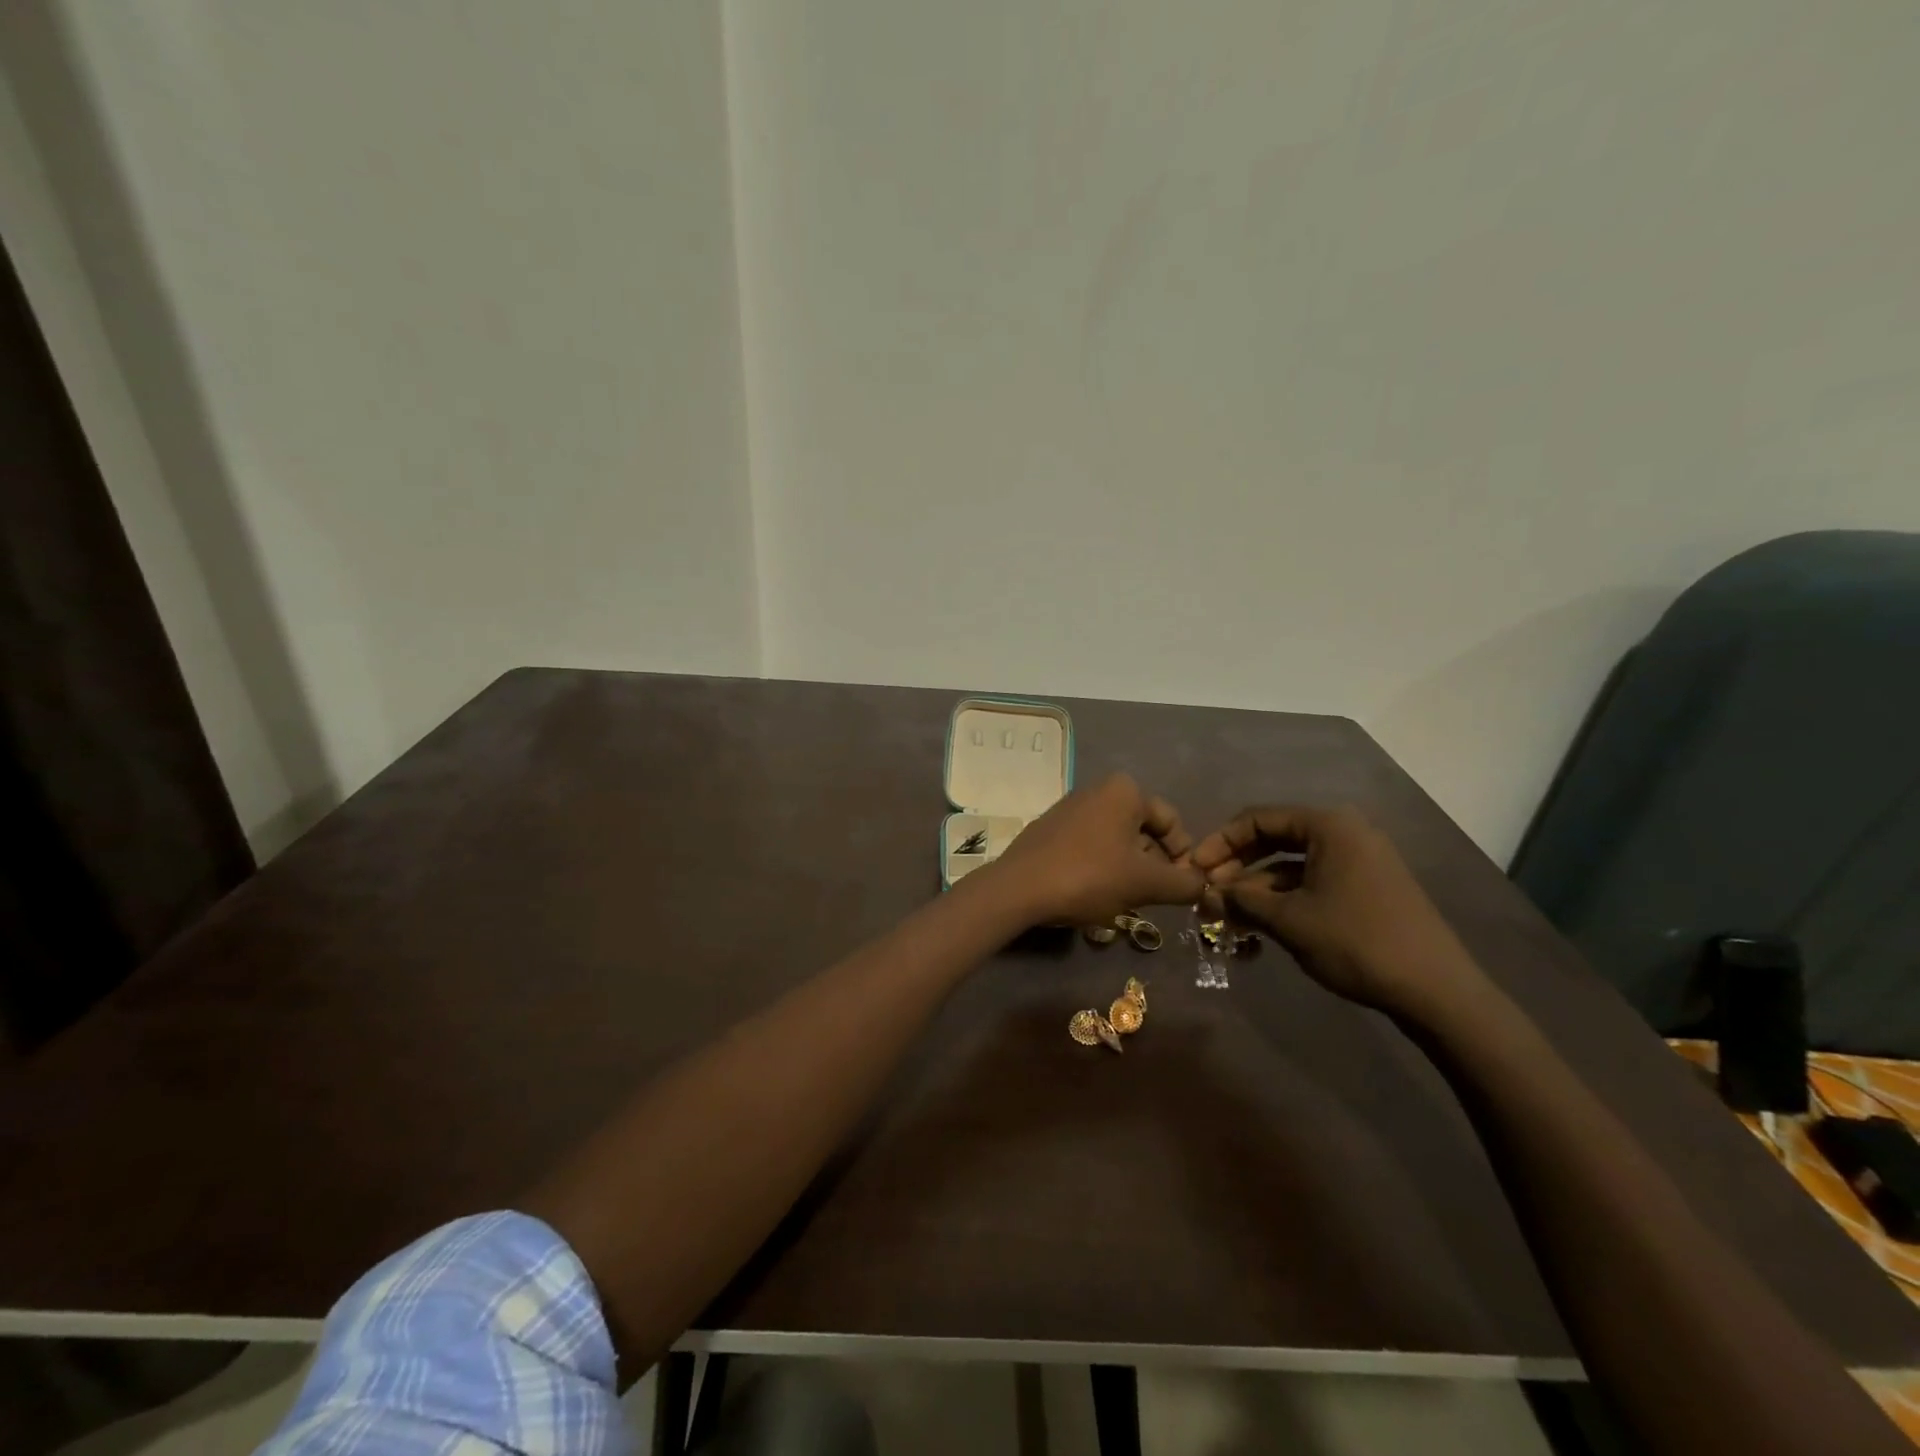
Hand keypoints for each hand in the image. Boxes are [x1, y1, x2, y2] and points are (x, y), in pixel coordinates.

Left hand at [989, 774, 1205, 926]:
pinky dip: (1102, 867)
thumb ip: (1183, 884)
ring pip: (1117, 841)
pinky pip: (1090, 846)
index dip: (1184, 858)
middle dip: (1155, 865)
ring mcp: (1070, 808)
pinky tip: (1096, 894)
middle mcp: (1097, 790)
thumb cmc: (1089, 876)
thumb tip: (1202, 885)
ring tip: (1127, 900)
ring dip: (1129, 869)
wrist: (1018, 888)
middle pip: (1144, 830)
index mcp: (1124, 790)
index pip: (1172, 822)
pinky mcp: (1051, 829)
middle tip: (1154, 898)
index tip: (1182, 890)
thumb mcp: (1145, 883)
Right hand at [1189, 805, 1483, 1015]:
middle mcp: (1346, 833)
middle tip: (1208, 892)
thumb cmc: (1356, 942)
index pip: (1258, 819)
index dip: (1220, 842)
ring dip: (1257, 889)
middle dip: (1237, 867)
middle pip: (1275, 839)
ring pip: (1292, 866)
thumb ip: (1241, 900)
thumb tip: (1206, 893)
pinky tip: (1260, 926)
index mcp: (1329, 826)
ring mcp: (1361, 861)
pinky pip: (1314, 882)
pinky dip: (1285, 900)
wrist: (1437, 991)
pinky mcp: (1368, 888)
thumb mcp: (1289, 920)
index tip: (1194, 869)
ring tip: (1228, 917)